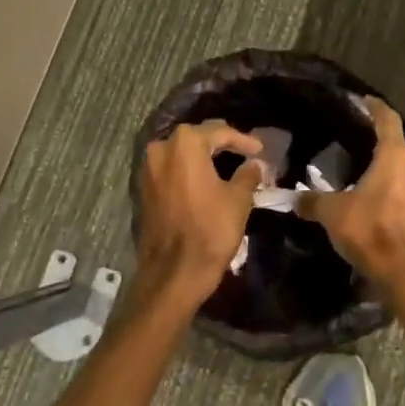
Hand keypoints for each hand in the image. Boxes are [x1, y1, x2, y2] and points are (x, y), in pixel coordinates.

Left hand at [137, 120, 264, 303]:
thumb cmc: (210, 230)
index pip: (220, 132)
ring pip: (182, 154)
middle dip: (221, 143)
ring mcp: (148, 170)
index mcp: (186, 144)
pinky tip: (207, 180)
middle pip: (197, 138)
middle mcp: (161, 149)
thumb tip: (254, 164)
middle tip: (244, 152)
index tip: (260, 149)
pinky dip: (189, 171)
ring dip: (203, 157)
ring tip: (228, 164)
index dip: (243, 140)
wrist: (173, 273)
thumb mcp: (238, 199)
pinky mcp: (144, 190)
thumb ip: (248, 174)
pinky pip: (171, 170)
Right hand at [296, 96, 404, 286]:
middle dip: (385, 154)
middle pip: (402, 152)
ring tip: (380, 194)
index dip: (376, 109)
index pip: (388, 120)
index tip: (367, 102)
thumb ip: (313, 201)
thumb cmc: (369, 231)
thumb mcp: (332, 213)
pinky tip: (396, 220)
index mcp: (395, 157)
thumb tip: (296, 199)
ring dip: (400, 183)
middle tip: (365, 161)